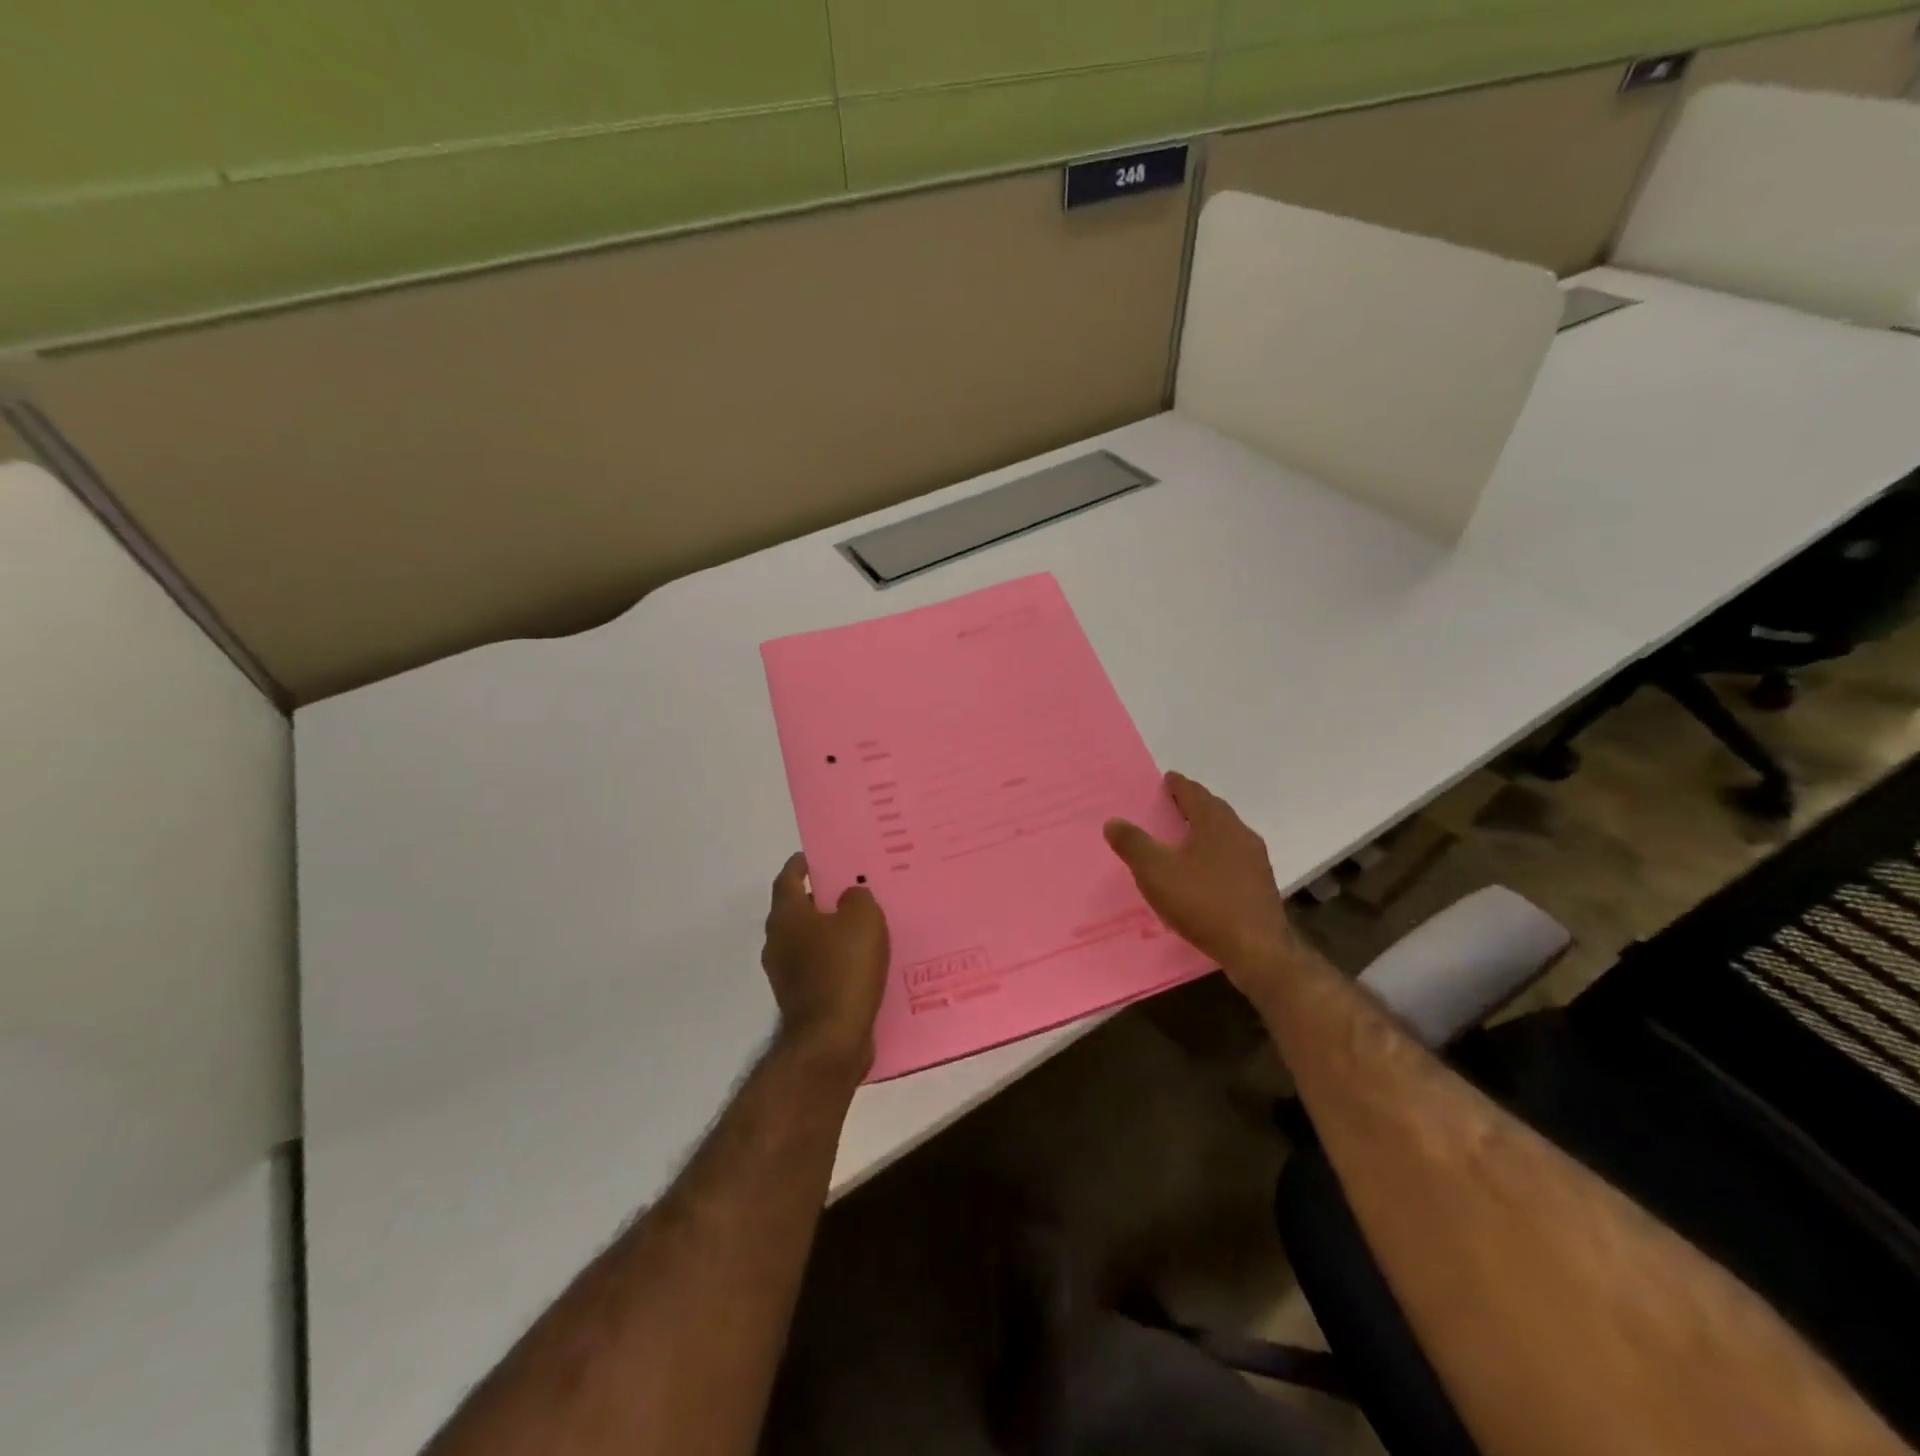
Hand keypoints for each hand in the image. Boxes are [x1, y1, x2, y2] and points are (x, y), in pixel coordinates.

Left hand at [762, 854, 890, 1073]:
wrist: (831, 1040)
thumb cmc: (844, 969)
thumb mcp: (862, 919)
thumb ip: (857, 897)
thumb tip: (849, 896)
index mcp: (786, 916)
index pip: (788, 878)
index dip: (801, 864)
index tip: (818, 856)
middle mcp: (777, 942)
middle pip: (797, 910)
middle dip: (821, 898)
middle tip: (851, 888)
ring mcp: (785, 974)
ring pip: (808, 941)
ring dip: (829, 932)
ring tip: (863, 926)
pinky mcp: (801, 1000)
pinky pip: (819, 968)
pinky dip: (835, 960)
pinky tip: (862, 962)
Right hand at [1104, 772, 1303, 997]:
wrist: (1257, 949)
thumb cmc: (1203, 902)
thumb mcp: (1156, 872)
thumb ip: (1133, 844)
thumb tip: (1113, 821)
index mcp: (1215, 823)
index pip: (1195, 793)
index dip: (1178, 785)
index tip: (1167, 780)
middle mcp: (1240, 833)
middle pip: (1214, 810)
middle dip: (1193, 805)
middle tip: (1173, 805)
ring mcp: (1255, 859)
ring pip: (1226, 834)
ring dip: (1206, 831)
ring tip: (1185, 838)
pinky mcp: (1260, 884)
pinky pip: (1234, 857)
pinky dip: (1216, 854)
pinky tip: (1205, 872)